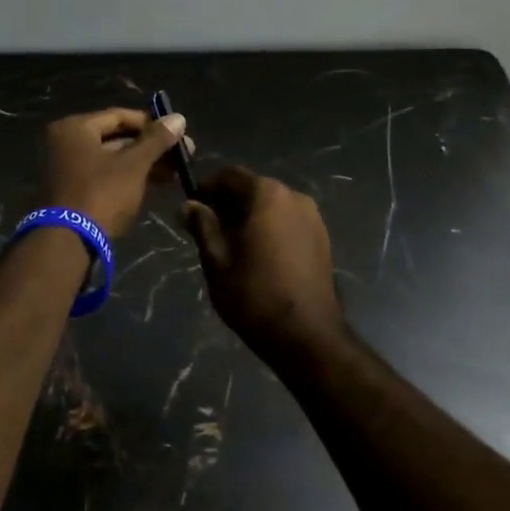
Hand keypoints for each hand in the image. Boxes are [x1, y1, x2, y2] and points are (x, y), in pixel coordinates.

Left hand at [42, 108, 188, 236]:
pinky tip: (154, 183)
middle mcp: (65, 142)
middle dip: (150, 147)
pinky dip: (127, 177)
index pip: (120, 116)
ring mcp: (66, 168)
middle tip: (182, 154)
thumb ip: (156, 140)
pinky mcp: (71, 190)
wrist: (67, 243)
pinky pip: (103, 174)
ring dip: (143, 163)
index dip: (151, 123)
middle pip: (116, 137)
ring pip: (112, 158)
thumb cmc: (101, 194)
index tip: (177, 134)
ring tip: (174, 172)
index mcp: (75, 128)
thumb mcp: (133, 165)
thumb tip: (179, 117)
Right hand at [181, 166, 342, 362]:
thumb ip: (202, 225)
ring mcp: (313, 217)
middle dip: (229, 203)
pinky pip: (288, 222)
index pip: (230, 175)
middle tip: (207, 229)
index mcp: (267, 194)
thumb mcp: (216, 259)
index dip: (207, 187)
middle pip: (253, 188)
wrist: (307, 335)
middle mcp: (294, 196)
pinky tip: (258, 255)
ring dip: (250, 216)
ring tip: (231, 245)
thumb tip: (187, 205)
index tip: (192, 206)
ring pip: (272, 206)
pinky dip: (270, 228)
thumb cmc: (254, 293)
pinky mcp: (322, 239)